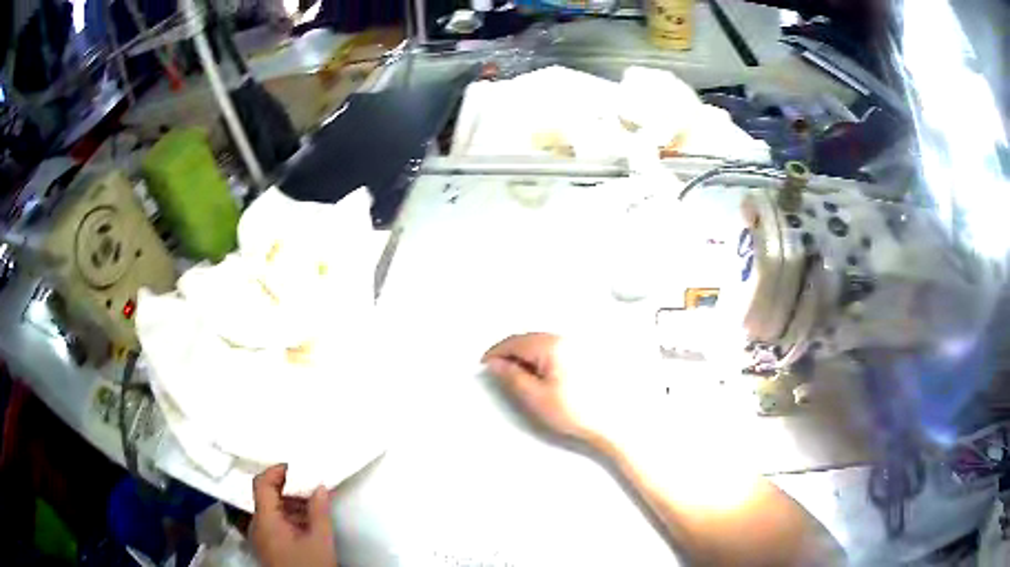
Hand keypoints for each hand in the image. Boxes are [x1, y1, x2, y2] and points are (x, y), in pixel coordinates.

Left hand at [250, 464, 337, 566]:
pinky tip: (306, 524)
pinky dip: (287, 517)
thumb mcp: (320, 540)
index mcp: (265, 520)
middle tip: (310, 487)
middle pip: (265, 496)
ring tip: (313, 506)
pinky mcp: (266, 546)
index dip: (276, 471)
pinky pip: (272, 523)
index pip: (261, 484)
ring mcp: (260, 536)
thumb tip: (318, 485)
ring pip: (270, 510)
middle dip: (288, 489)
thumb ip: (319, 511)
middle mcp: (256, 525)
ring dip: (289, 504)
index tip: (296, 467)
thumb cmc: (310, 566)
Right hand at [482, 333, 605, 445]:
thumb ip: (511, 376)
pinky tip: (540, 375)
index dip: (496, 352)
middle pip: (528, 339)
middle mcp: (566, 339)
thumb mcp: (535, 396)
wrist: (612, 422)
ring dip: (525, 355)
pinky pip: (554, 349)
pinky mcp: (584, 354)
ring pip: (540, 343)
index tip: (486, 364)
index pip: (515, 342)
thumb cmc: (578, 411)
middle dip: (510, 353)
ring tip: (519, 377)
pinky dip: (540, 358)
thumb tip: (497, 363)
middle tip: (498, 371)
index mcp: (551, 346)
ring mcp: (577, 345)